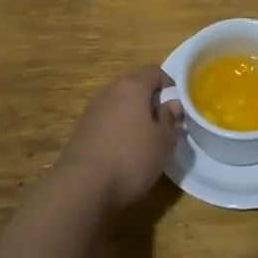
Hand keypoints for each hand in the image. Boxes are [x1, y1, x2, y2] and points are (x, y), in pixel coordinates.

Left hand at [57, 66, 184, 207]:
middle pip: (135, 86)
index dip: (169, 85)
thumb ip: (169, 119)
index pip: (154, 72)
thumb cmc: (131, 158)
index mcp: (132, 87)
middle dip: (150, 102)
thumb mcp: (163, 142)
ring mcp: (92, 110)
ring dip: (132, 117)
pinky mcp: (81, 130)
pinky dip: (117, 130)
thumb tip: (172, 104)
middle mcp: (109, 91)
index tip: (176, 107)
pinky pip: (106, 121)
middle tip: (162, 125)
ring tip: (143, 141)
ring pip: (119, 105)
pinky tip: (122, 153)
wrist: (82, 186)